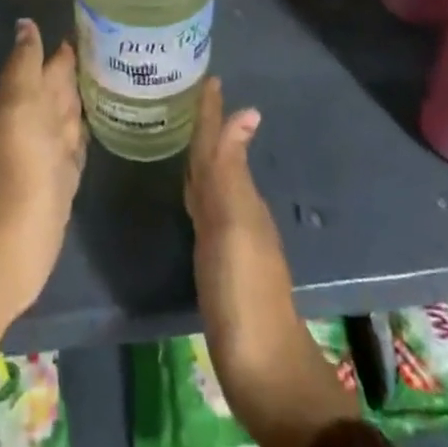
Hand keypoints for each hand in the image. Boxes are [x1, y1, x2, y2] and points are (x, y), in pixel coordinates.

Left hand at [0, 20, 86, 349]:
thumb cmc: (17, 173)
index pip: (51, 63)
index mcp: (27, 101)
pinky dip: (91, 128)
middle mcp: (39, 122)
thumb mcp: (18, 110)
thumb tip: (26, 23)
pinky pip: (80, 143)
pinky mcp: (66, 179)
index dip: (69, 45)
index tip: (100, 20)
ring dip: (89, 95)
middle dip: (83, 66)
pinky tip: (108, 120)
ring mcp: (53, 152)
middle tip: (119, 43)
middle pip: (62, 87)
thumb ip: (23, 67)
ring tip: (120, 73)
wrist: (9, 248)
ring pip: (72, 113)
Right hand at [185, 79, 358, 446]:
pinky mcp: (219, 263)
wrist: (262, 368)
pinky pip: (205, 210)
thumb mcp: (234, 224)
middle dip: (206, 127)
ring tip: (184, 135)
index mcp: (240, 196)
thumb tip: (247, 109)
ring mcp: (230, 238)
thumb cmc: (243, 291)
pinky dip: (197, 190)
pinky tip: (189, 194)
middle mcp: (238, 209)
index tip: (207, 78)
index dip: (212, 113)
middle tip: (187, 97)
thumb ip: (232, 169)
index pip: (221, 143)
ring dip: (201, 156)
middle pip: (218, 158)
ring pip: (213, 182)